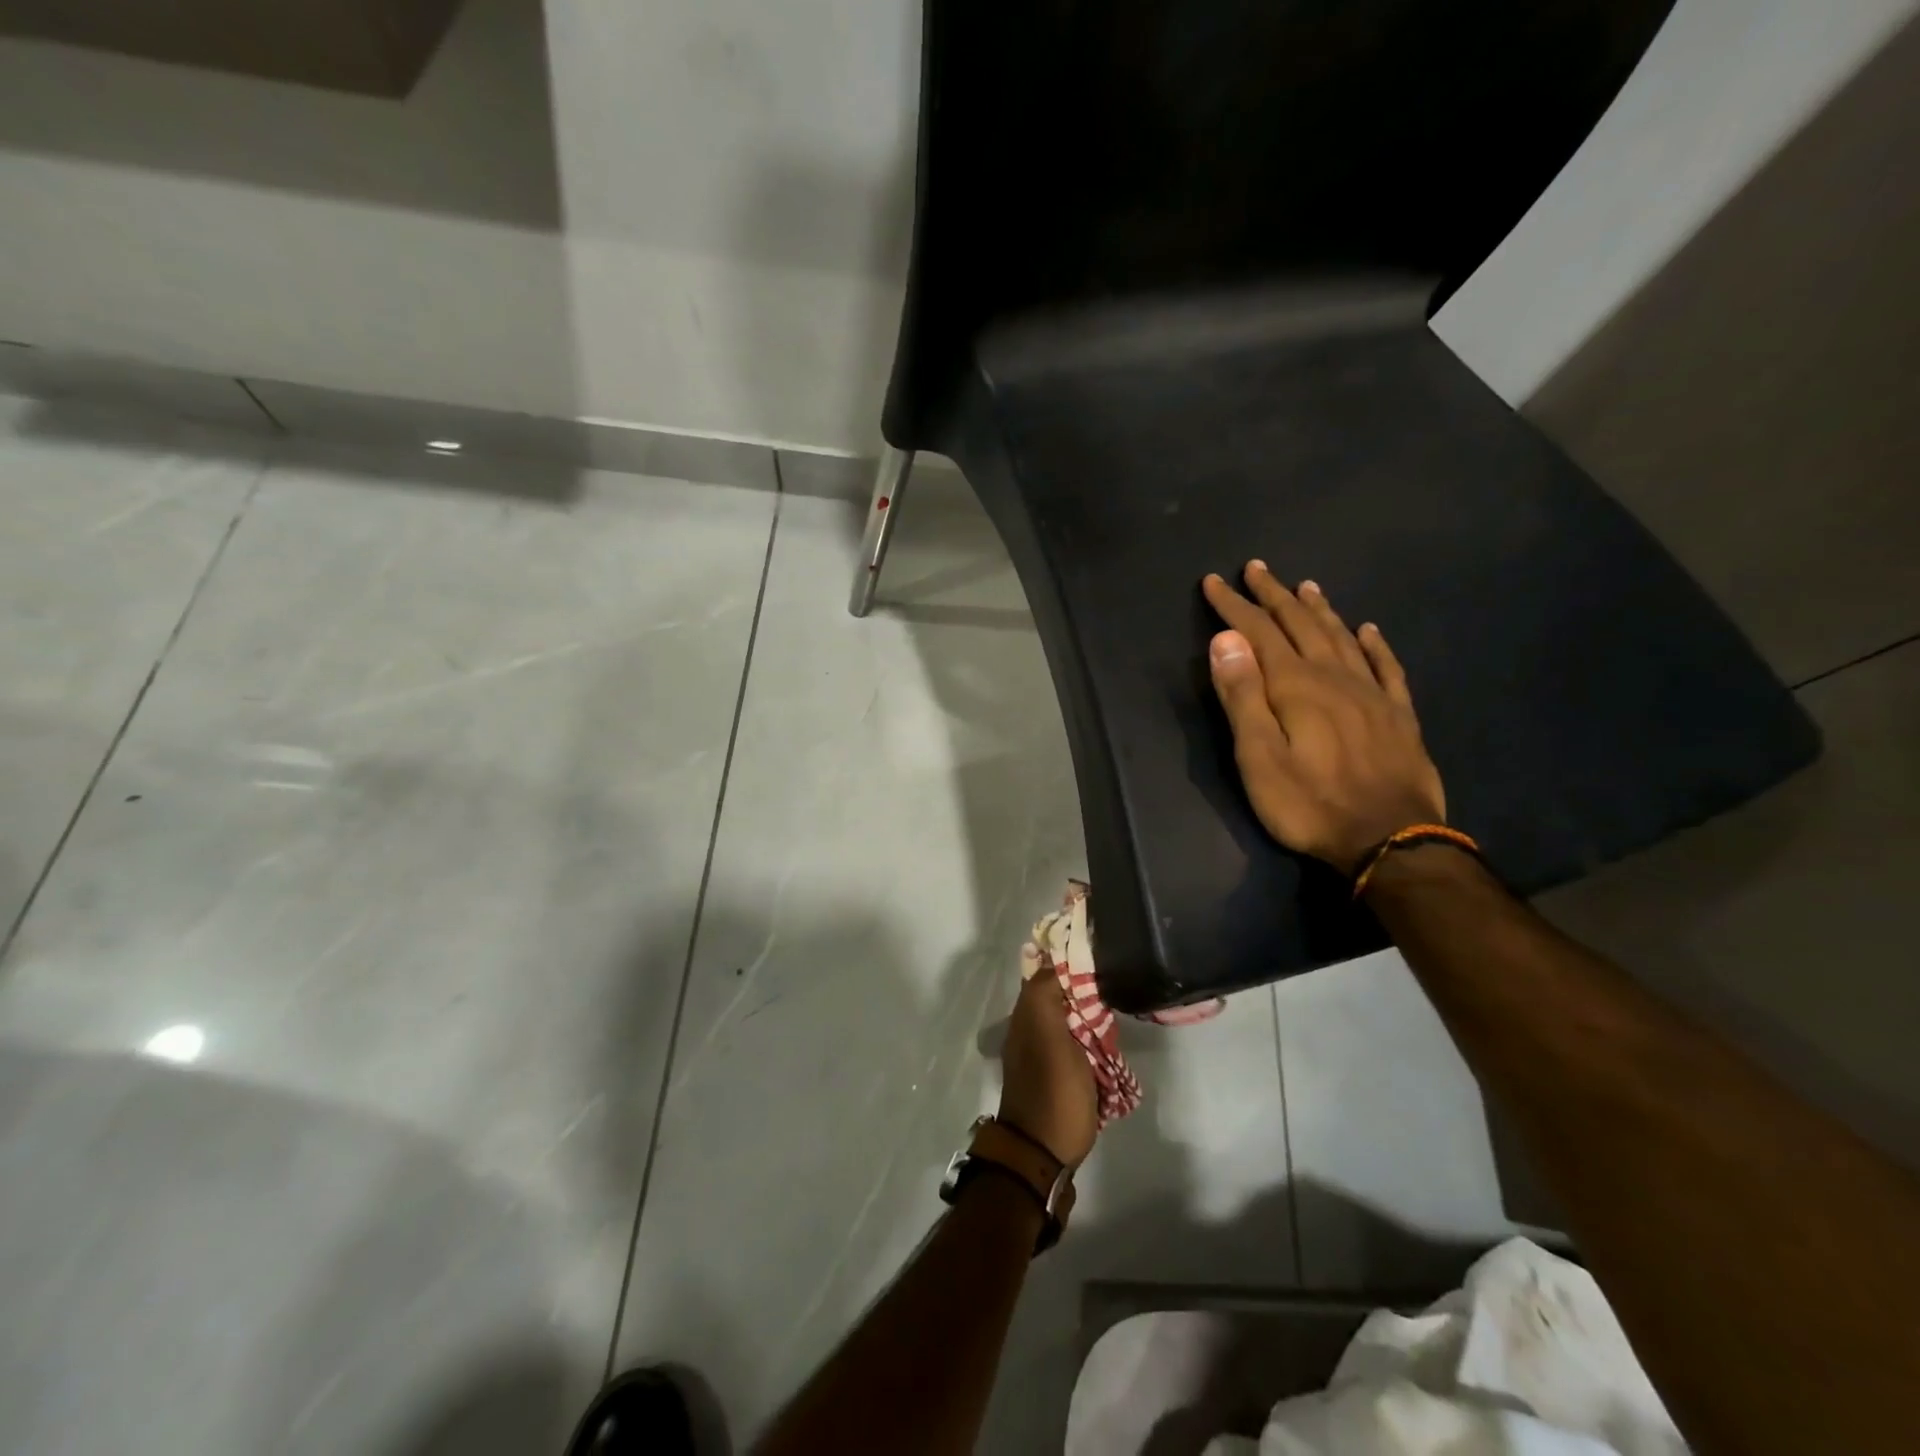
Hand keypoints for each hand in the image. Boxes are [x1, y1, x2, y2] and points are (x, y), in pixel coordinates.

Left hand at [998, 973, 1098, 1169]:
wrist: (1043, 1153)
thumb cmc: (1053, 1092)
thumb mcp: (1050, 1039)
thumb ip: (1046, 997)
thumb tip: (1051, 960)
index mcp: (1026, 1016)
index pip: (1045, 974)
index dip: (1068, 962)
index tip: (1098, 956)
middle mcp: (1030, 1029)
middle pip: (1060, 997)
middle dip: (1085, 992)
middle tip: (1113, 990)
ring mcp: (1044, 1054)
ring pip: (1070, 1021)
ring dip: (1091, 1019)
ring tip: (1115, 1016)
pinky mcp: (1059, 1075)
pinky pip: (1077, 1046)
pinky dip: (1091, 1042)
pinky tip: (1110, 1044)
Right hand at [1202, 562, 1445, 874]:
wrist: (1391, 840)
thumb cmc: (1310, 804)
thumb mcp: (1259, 758)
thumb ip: (1243, 696)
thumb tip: (1226, 640)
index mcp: (1296, 686)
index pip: (1258, 633)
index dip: (1234, 606)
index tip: (1213, 581)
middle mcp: (1334, 678)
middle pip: (1300, 625)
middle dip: (1273, 595)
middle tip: (1256, 567)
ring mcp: (1371, 694)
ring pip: (1341, 637)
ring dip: (1319, 609)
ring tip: (1306, 585)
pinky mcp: (1398, 715)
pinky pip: (1386, 667)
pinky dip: (1375, 644)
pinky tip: (1369, 629)